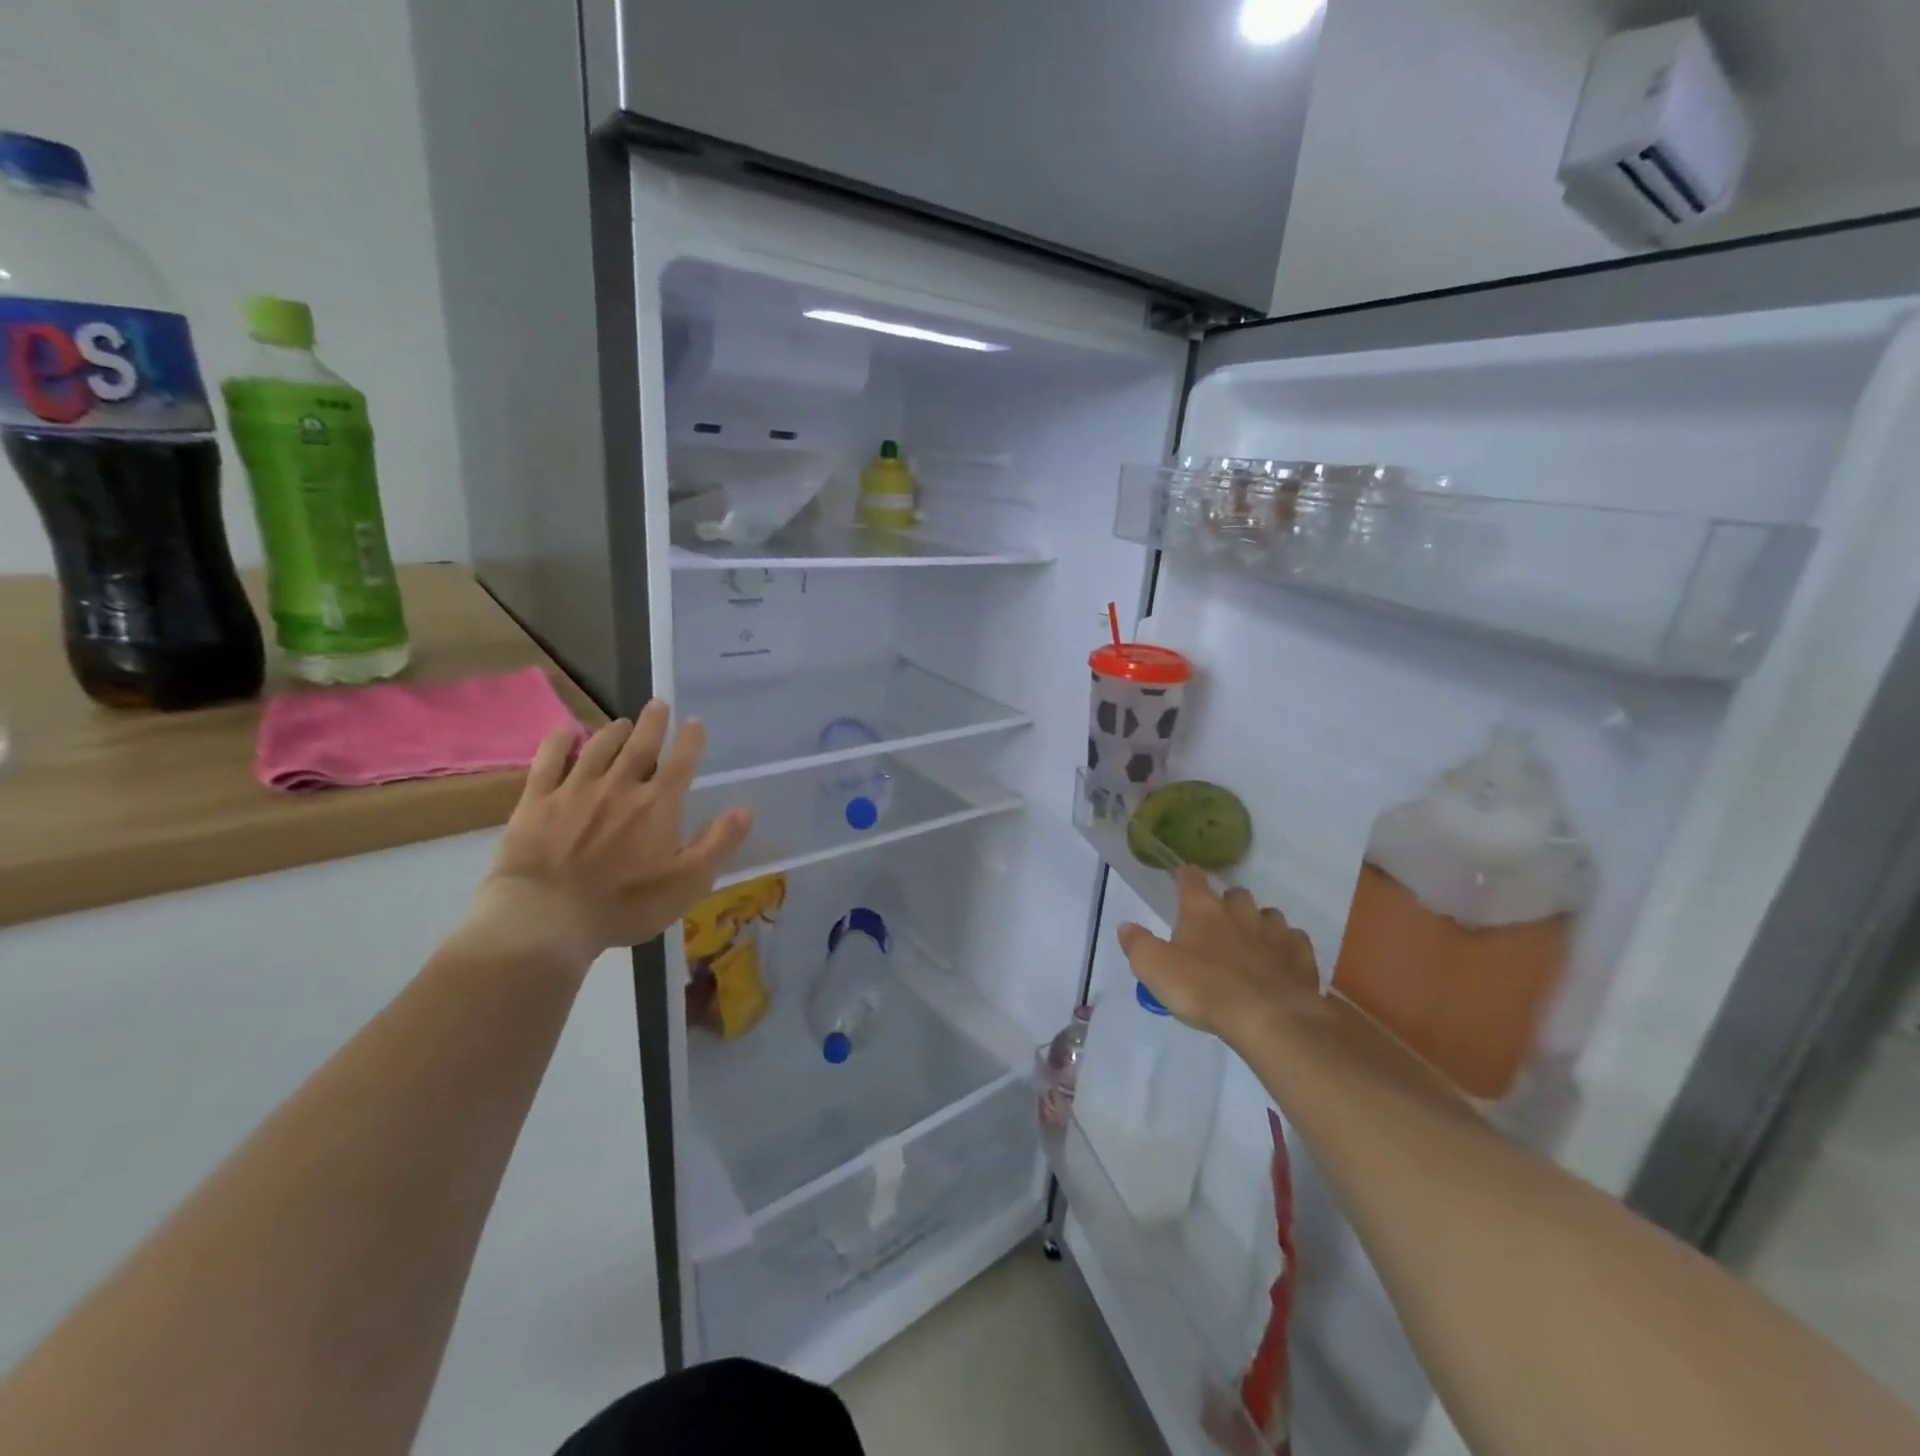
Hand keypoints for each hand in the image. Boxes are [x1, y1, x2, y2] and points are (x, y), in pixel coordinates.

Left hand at [467, 702, 752, 969]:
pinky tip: (566, 733)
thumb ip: (719, 843)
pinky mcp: (537, 801)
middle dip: (652, 723)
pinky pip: (548, 761)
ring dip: (613, 731)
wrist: (547, 917)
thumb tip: (746, 808)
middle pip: (639, 745)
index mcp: (658, 805)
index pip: (681, 762)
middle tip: (658, 704)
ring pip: (598, 748)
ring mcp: (575, 790)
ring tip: (622, 722)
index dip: (690, 740)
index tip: (695, 722)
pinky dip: (559, 742)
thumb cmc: (626, 904)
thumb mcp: (688, 882)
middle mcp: (620, 787)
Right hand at [1119, 868, 1321, 1047]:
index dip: (1185, 877)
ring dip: (1259, 923)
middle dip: (1227, 902)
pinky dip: (1287, 947)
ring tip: (1252, 941)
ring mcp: (1275, 934)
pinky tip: (1281, 962)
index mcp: (1201, 911)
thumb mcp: (1154, 968)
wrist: (1268, 1018)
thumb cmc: (1203, 989)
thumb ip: (1138, 945)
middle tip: (1218, 921)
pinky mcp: (1301, 958)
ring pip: (1269, 915)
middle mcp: (1240, 913)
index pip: (1191, 879)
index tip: (1182, 878)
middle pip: (1235, 893)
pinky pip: (1295, 942)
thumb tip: (1126, 927)